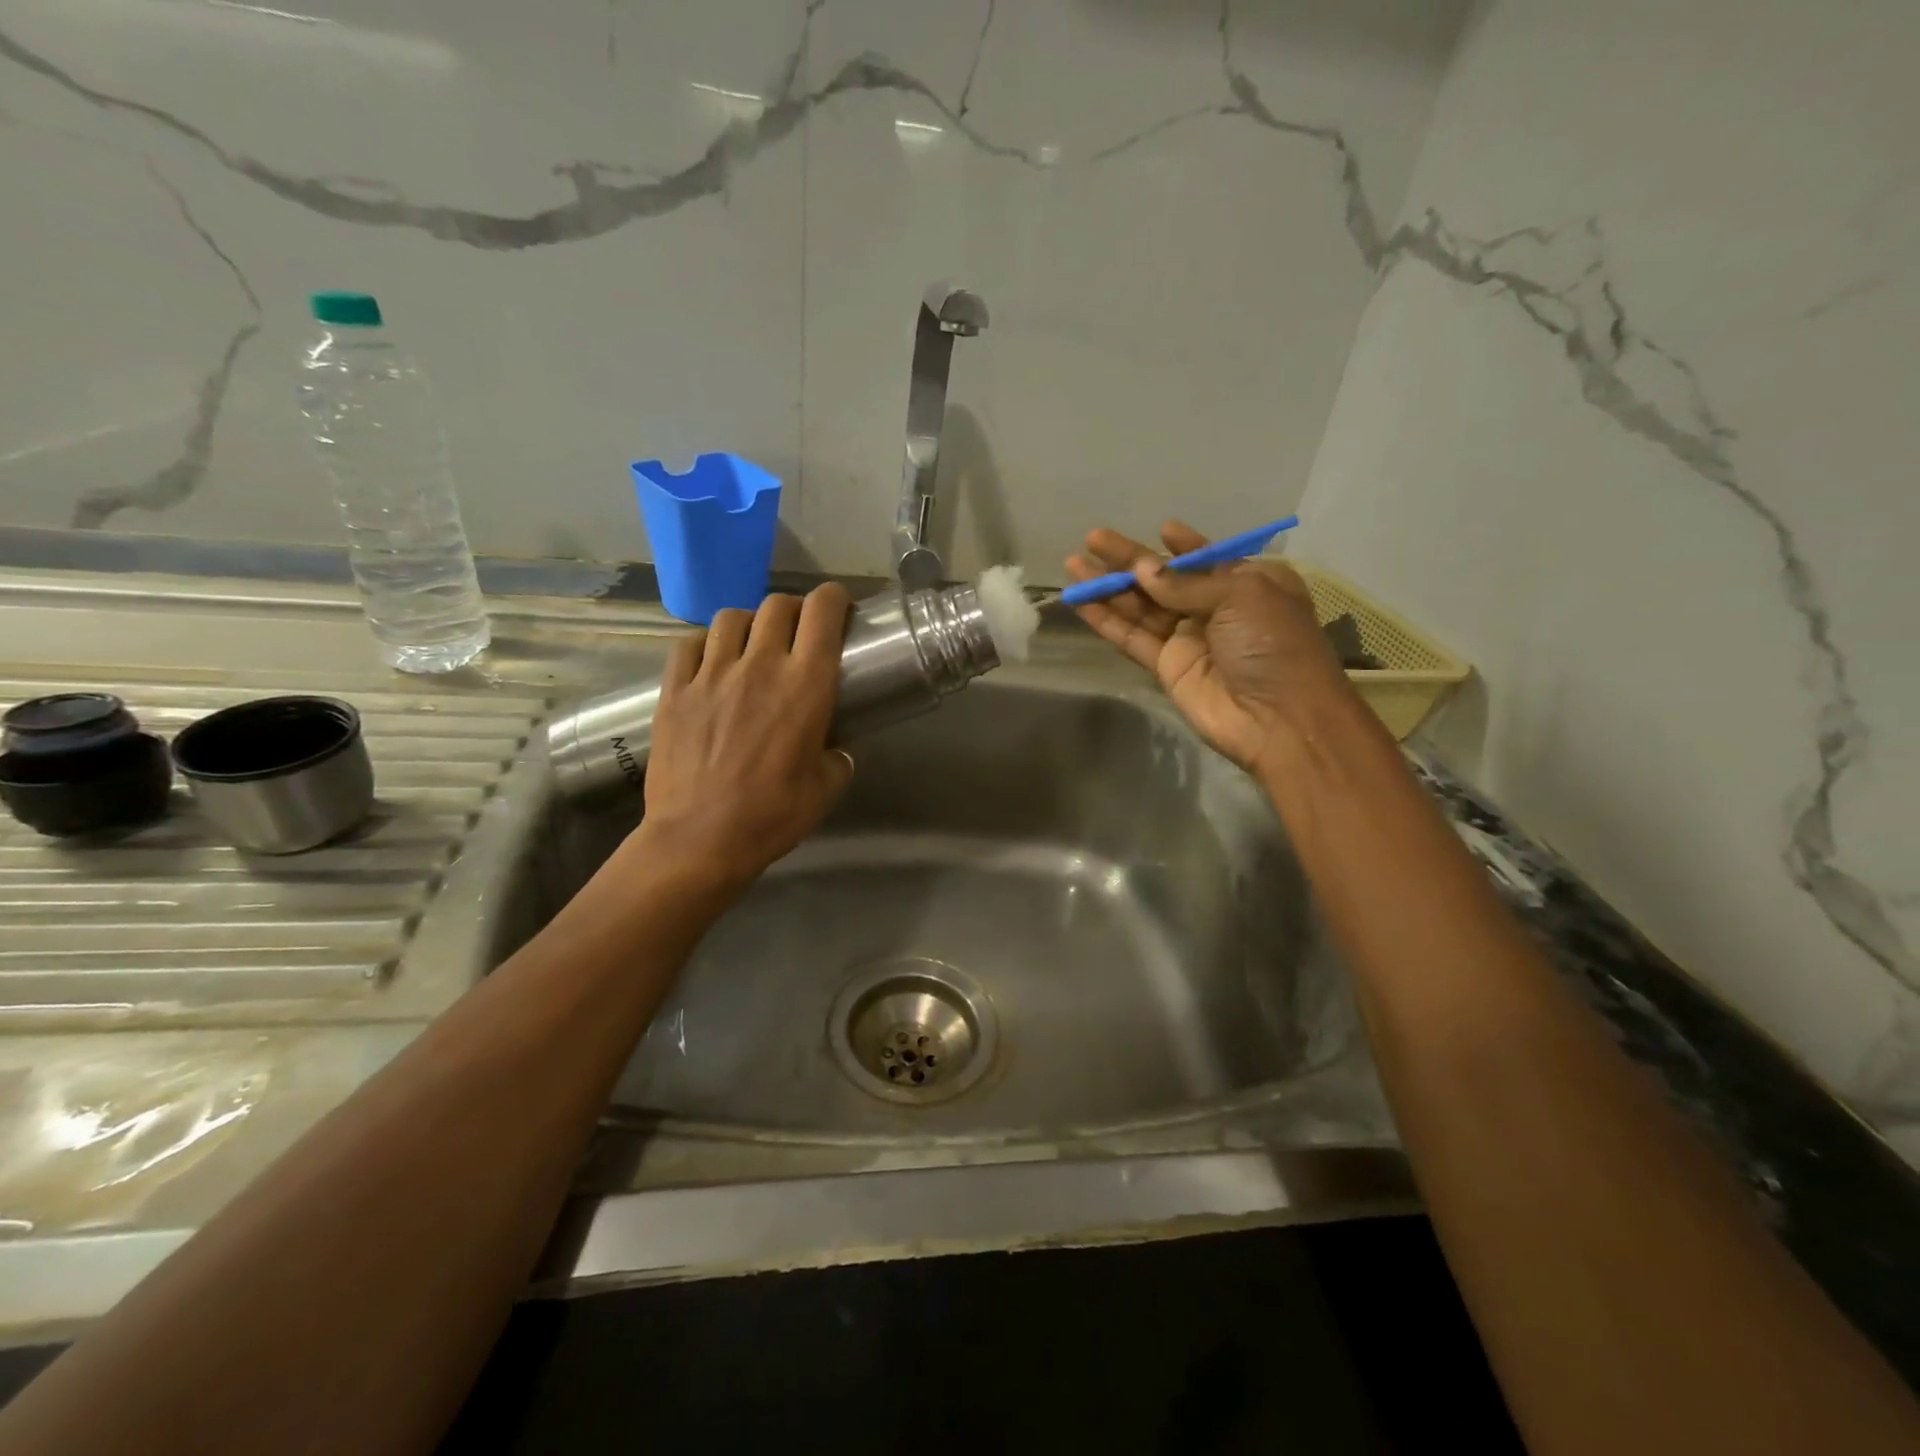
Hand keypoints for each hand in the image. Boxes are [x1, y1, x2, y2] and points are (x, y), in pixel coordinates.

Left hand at [633, 584, 854, 891]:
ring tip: (752, 645)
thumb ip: (837, 758)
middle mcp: (760, 666)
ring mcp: (711, 674)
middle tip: (798, 633)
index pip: (822, 612)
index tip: (838, 609)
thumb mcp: (825, 789)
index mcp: (805, 685)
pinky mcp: (674, 690)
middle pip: (777, 605)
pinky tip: (711, 662)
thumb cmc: (772, 816)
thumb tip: (835, 749)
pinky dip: (706, 643)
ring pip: (732, 617)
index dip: (833, 599)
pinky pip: (690, 644)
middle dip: (794, 611)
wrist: (700, 840)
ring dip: (750, 623)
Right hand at [1066, 521, 1352, 778]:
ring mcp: (1189, 639)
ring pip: (1141, 607)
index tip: (1160, 528)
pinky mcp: (1167, 668)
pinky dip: (1106, 621)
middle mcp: (1217, 609)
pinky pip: (1132, 638)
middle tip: (1092, 538)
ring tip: (1073, 564)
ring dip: (1108, 586)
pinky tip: (1081, 602)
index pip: (1208, 560)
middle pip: (1164, 580)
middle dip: (1129, 560)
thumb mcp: (1241, 596)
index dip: (1182, 546)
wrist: (1279, 719)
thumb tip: (1142, 570)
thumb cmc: (1273, 644)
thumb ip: (1185, 583)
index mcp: (1249, 584)